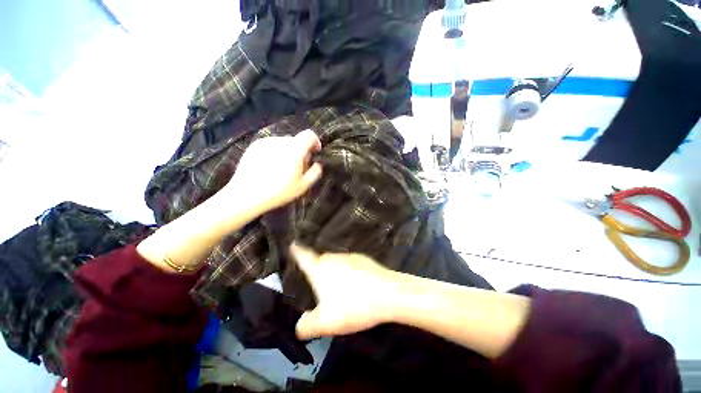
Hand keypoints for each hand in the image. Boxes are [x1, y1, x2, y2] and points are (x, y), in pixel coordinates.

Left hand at [226, 129, 322, 212]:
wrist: (246, 195)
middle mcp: (280, 141)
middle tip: (299, 167)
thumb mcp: (303, 186)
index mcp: (293, 150)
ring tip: (283, 168)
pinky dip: (276, 152)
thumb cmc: (278, 192)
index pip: (309, 135)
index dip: (315, 142)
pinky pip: (272, 145)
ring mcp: (265, 142)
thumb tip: (317, 163)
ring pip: (284, 143)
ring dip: (289, 152)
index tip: (315, 153)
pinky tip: (270, 167)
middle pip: (296, 140)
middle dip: (302, 151)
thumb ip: (315, 172)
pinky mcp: (254, 146)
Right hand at [290, 243, 399, 339]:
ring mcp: (350, 257)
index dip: (297, 250)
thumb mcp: (325, 323)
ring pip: (336, 263)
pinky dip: (348, 272)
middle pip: (320, 260)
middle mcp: (334, 258)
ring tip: (339, 290)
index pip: (304, 256)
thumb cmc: (353, 305)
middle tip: (318, 285)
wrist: (388, 294)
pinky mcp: (364, 259)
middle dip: (317, 269)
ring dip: (334, 272)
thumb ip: (306, 326)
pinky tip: (356, 286)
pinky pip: (350, 265)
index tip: (293, 244)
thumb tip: (300, 325)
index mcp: (320, 269)